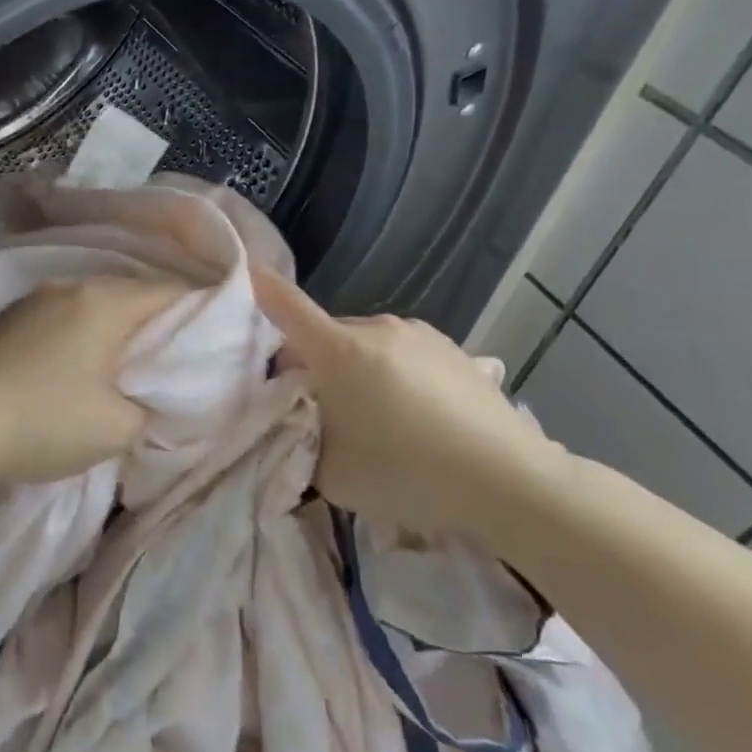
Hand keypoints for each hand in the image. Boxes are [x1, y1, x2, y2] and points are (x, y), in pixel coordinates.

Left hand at [0, 276, 185, 490]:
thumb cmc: (44, 422)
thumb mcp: (117, 428)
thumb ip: (150, 406)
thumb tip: (148, 395)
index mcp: (105, 302)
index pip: (172, 293)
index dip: (202, 314)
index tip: (217, 339)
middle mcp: (70, 286)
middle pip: (132, 294)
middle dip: (159, 322)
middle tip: (175, 356)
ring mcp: (34, 298)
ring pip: (95, 304)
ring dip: (117, 328)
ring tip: (129, 361)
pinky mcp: (8, 318)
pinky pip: (63, 315)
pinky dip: (83, 333)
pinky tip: (78, 361)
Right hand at [252, 267, 563, 535]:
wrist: (512, 482)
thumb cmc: (407, 474)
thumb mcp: (332, 473)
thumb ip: (300, 440)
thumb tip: (296, 422)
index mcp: (339, 350)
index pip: (283, 304)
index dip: (256, 286)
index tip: (239, 270)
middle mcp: (376, 327)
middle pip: (323, 335)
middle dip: (311, 363)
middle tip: (317, 408)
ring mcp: (419, 334)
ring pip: (363, 344)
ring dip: (353, 368)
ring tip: (374, 417)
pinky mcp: (453, 349)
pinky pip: (401, 353)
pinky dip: (391, 373)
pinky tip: (416, 416)